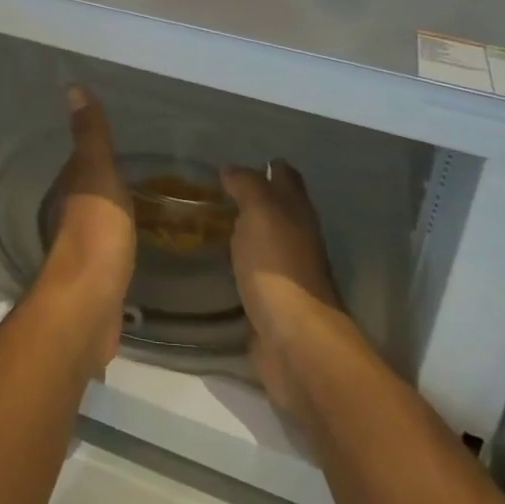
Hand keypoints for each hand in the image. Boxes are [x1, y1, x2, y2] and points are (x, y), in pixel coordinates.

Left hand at [35, 86, 136, 374]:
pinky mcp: (100, 275)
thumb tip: (73, 86)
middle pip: (91, 188)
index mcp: (72, 187)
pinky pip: (114, 245)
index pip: (83, 159)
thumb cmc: (96, 232)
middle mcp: (72, 214)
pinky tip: (142, 237)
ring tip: (149, 200)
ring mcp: (86, 246)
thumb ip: (91, 135)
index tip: (123, 137)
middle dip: (110, 178)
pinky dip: (124, 236)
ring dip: (117, 207)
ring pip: (102, 217)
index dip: (98, 147)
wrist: (90, 304)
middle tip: (146, 168)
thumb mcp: (97, 174)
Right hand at [221, 161, 344, 417]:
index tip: (236, 164)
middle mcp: (296, 238)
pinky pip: (252, 274)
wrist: (293, 339)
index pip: (286, 178)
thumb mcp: (261, 212)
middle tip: (214, 192)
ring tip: (207, 224)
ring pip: (264, 242)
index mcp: (297, 213)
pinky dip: (237, 265)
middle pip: (278, 210)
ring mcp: (286, 273)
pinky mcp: (270, 303)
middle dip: (253, 198)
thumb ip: (247, 186)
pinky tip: (214, 264)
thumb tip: (231, 169)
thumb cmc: (278, 267)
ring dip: (243, 232)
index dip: (268, 167)